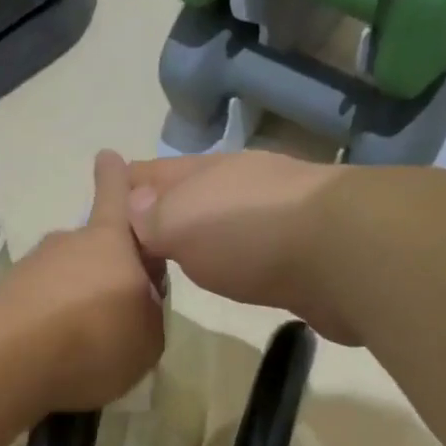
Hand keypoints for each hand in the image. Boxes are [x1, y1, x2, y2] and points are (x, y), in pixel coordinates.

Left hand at [0, 151, 166, 411]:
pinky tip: (56, 351)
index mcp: (113, 242)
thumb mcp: (148, 339)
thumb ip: (149, 314)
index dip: (115, 180)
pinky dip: (50, 320)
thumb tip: (138, 304)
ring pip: (63, 277)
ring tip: (83, 339)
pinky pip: (40, 303)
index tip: (107, 157)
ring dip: (75, 299)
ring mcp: (34, 265)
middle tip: (113, 310)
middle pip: (92, 248)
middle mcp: (70, 242)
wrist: (16, 355)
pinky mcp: (6, 294)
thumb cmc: (99, 339)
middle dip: (102, 271)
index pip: (116, 198)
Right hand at [126, 151, 355, 342]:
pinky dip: (228, 259)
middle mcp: (241, 187)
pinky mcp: (300, 255)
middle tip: (134, 237)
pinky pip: (248, 253)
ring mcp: (275, 219)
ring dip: (197, 235)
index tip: (104, 193)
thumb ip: (153, 219)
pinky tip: (225, 273)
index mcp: (208, 172)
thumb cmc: (249, 232)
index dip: (126, 183)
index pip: (154, 173)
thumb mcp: (182, 221)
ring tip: (172, 258)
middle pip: (189, 195)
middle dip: (160, 210)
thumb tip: (132, 209)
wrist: (341, 255)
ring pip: (221, 223)